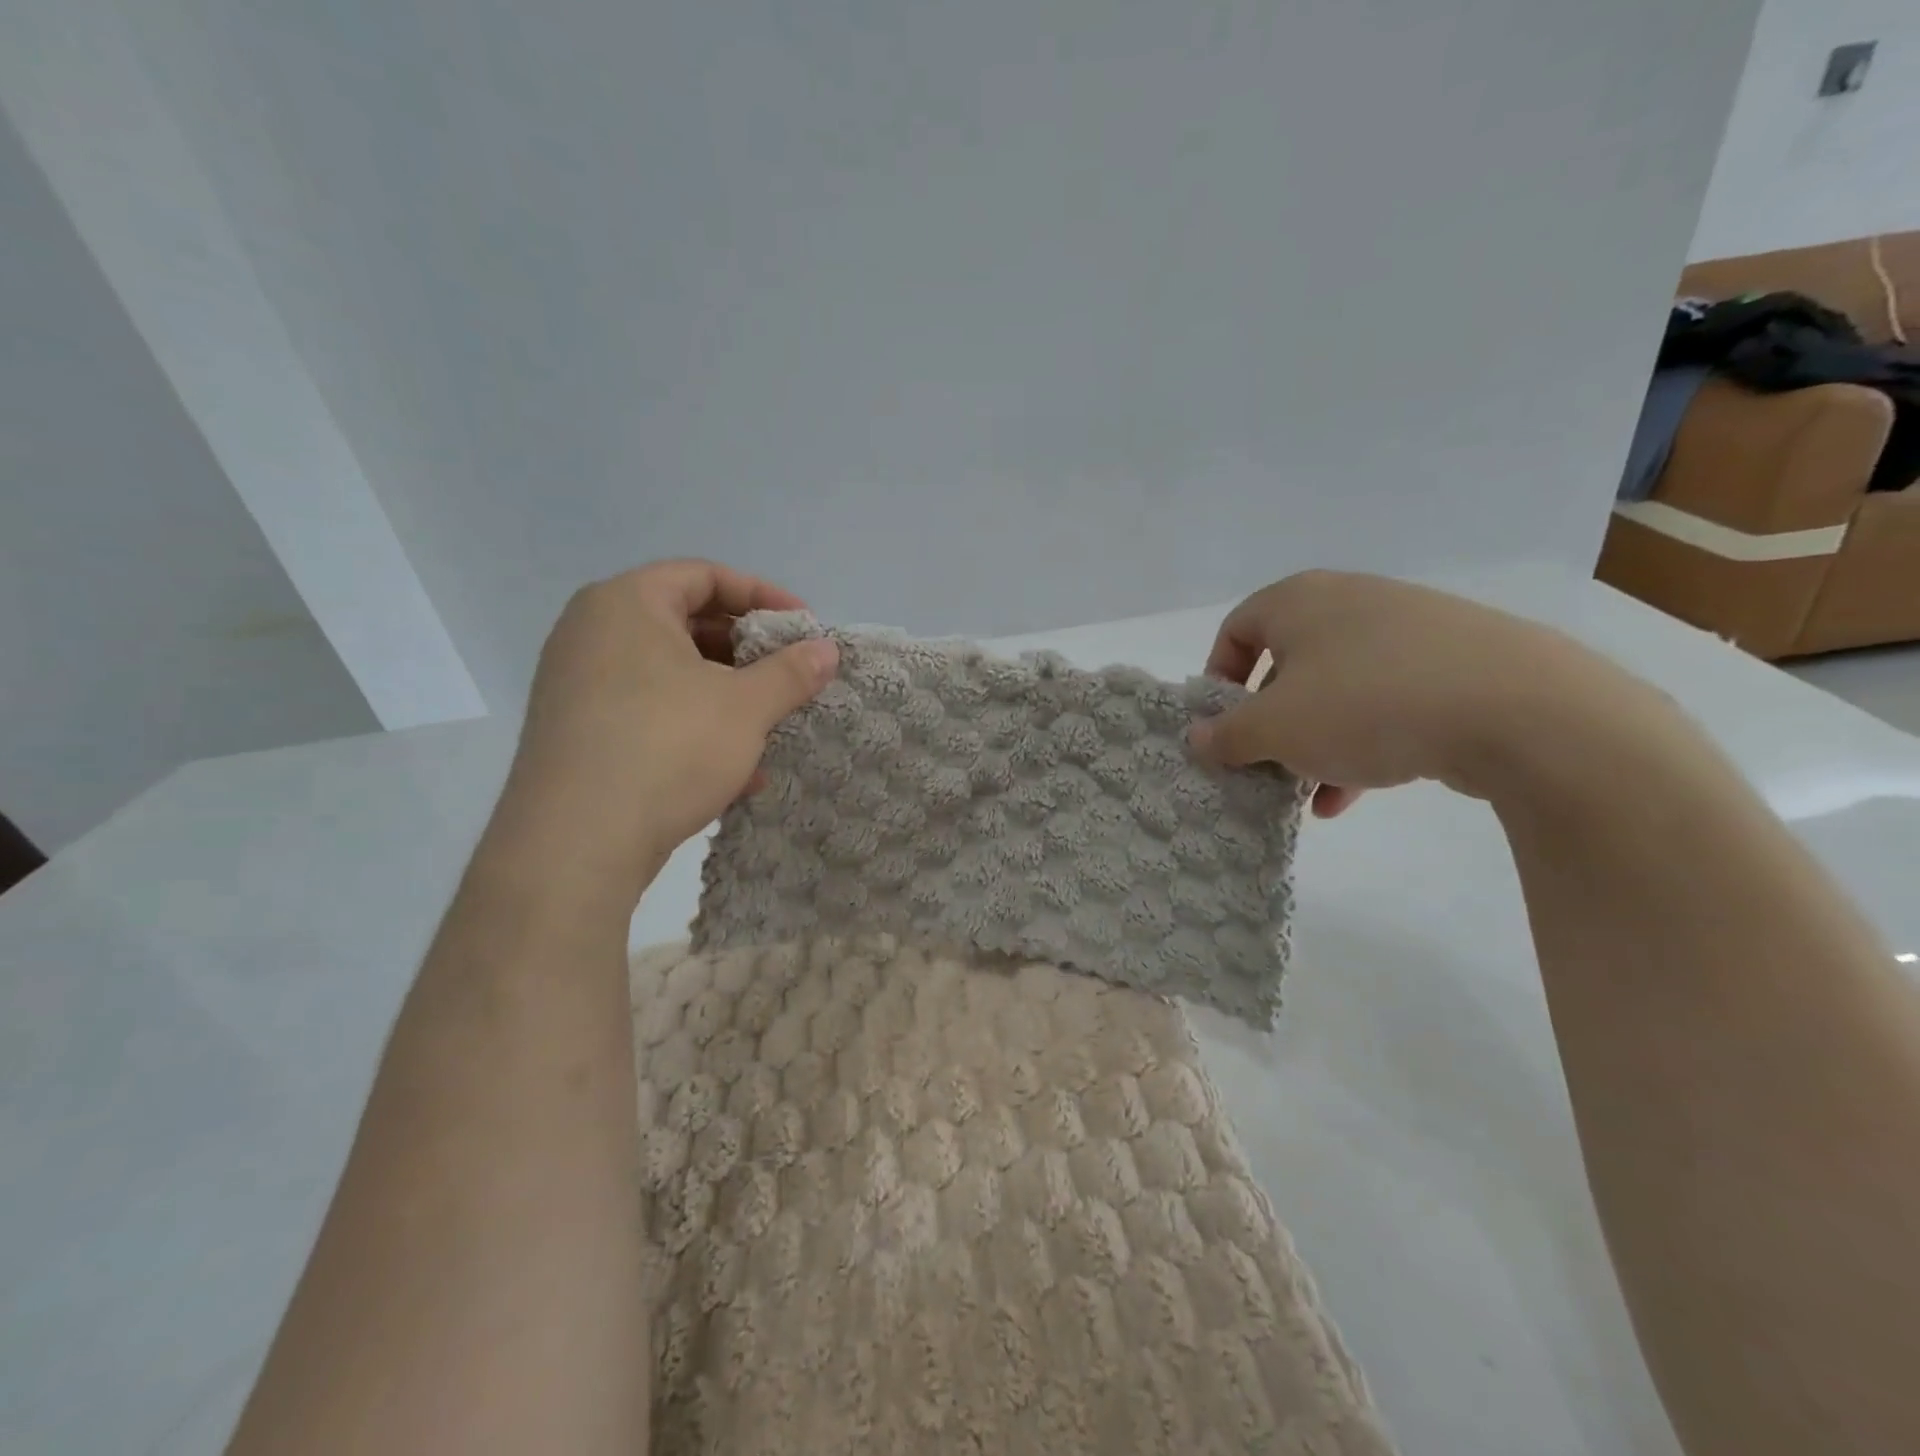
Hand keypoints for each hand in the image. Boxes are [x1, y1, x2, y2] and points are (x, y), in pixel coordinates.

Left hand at [490, 559, 838, 901]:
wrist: (576, 843)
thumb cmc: (667, 747)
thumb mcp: (745, 706)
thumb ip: (791, 672)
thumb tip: (827, 650)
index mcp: (626, 604)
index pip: (704, 575)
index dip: (763, 595)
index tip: (803, 628)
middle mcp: (592, 633)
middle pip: (686, 623)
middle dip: (747, 652)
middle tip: (787, 676)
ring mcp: (578, 685)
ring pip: (670, 675)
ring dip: (726, 697)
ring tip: (767, 727)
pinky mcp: (578, 733)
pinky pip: (648, 712)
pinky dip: (693, 728)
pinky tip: (736, 772)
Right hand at [1189, 571, 1656, 815]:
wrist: (1521, 709)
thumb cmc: (1366, 705)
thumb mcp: (1275, 729)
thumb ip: (1226, 735)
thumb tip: (1197, 739)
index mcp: (1300, 600)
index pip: (1236, 629)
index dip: (1219, 680)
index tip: (1223, 727)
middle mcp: (1351, 601)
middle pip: (1287, 664)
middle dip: (1270, 722)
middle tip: (1266, 764)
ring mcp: (1409, 628)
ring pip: (1338, 689)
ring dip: (1314, 742)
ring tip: (1309, 793)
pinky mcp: (1456, 661)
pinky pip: (1387, 700)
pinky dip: (1362, 742)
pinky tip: (1356, 794)